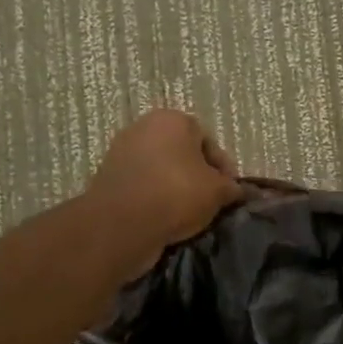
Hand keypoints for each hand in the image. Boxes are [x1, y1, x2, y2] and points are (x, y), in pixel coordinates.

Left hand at [84, 110, 241, 278]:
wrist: (122, 223)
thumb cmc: (177, 194)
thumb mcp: (218, 192)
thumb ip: (231, 187)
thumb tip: (234, 190)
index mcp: (173, 119)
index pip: (208, 141)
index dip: (223, 168)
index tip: (229, 192)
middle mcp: (144, 126)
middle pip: (182, 153)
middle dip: (197, 175)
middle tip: (210, 201)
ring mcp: (121, 150)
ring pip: (160, 169)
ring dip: (175, 187)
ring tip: (188, 213)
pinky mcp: (107, 176)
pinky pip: (142, 185)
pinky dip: (154, 197)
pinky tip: (164, 217)